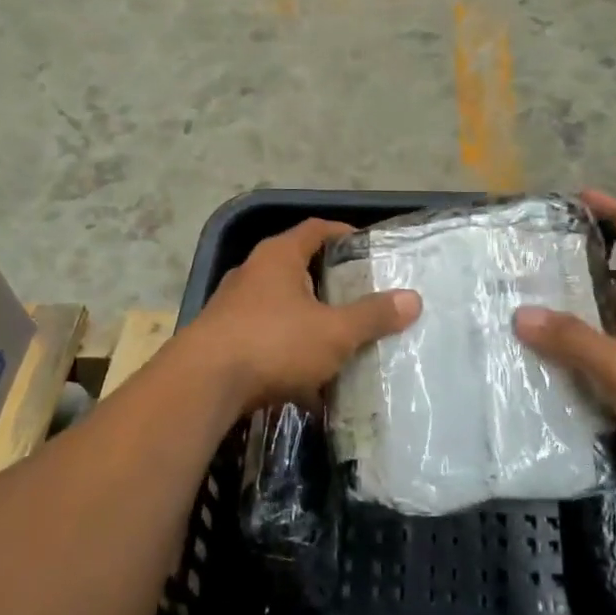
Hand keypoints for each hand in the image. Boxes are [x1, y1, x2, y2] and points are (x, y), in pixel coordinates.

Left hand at [184, 219, 420, 416]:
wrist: (202, 385)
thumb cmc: (273, 343)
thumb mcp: (334, 331)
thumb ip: (372, 315)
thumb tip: (413, 299)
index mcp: (278, 257)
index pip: (316, 229)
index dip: (343, 233)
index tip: (367, 247)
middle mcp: (252, 273)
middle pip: (297, 266)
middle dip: (328, 282)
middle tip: (359, 296)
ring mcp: (232, 306)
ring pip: (280, 305)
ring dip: (306, 319)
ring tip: (337, 338)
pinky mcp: (222, 339)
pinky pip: (264, 337)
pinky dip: (287, 350)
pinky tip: (306, 379)